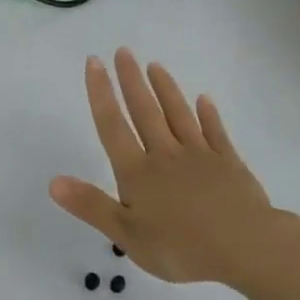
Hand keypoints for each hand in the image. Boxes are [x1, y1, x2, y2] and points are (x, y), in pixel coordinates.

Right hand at [49, 49, 299, 288]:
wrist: (246, 248)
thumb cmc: (181, 247)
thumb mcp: (127, 235)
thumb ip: (91, 205)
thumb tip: (53, 181)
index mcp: (138, 172)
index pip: (113, 126)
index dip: (101, 93)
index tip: (94, 62)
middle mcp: (165, 154)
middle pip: (145, 111)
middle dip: (131, 80)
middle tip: (123, 51)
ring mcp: (200, 155)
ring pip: (178, 115)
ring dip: (166, 89)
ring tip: (155, 66)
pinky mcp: (229, 163)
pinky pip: (215, 132)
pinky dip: (208, 115)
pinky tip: (204, 100)